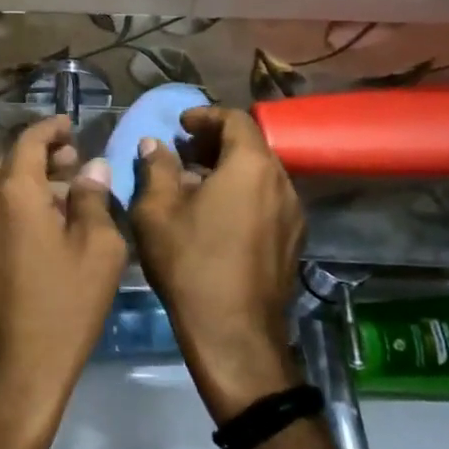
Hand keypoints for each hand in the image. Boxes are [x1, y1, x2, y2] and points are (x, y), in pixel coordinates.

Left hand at [0, 115, 126, 448]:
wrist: (9, 375)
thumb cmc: (62, 308)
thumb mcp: (97, 250)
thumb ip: (94, 199)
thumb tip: (92, 169)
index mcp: (12, 192)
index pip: (29, 140)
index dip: (52, 128)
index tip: (72, 125)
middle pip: (10, 163)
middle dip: (42, 155)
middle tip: (75, 161)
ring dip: (28, 183)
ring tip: (64, 195)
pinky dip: (15, 208)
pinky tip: (40, 229)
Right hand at [130, 106, 304, 418]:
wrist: (234, 333)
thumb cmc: (191, 263)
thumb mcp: (157, 211)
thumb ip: (156, 168)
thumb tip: (154, 144)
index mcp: (251, 166)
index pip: (235, 119)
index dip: (205, 116)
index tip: (180, 125)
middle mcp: (282, 183)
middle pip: (251, 146)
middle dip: (215, 143)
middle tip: (182, 153)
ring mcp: (294, 214)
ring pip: (261, 175)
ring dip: (229, 170)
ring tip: (194, 185)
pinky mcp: (294, 242)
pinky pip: (268, 201)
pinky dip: (243, 195)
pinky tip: (215, 216)